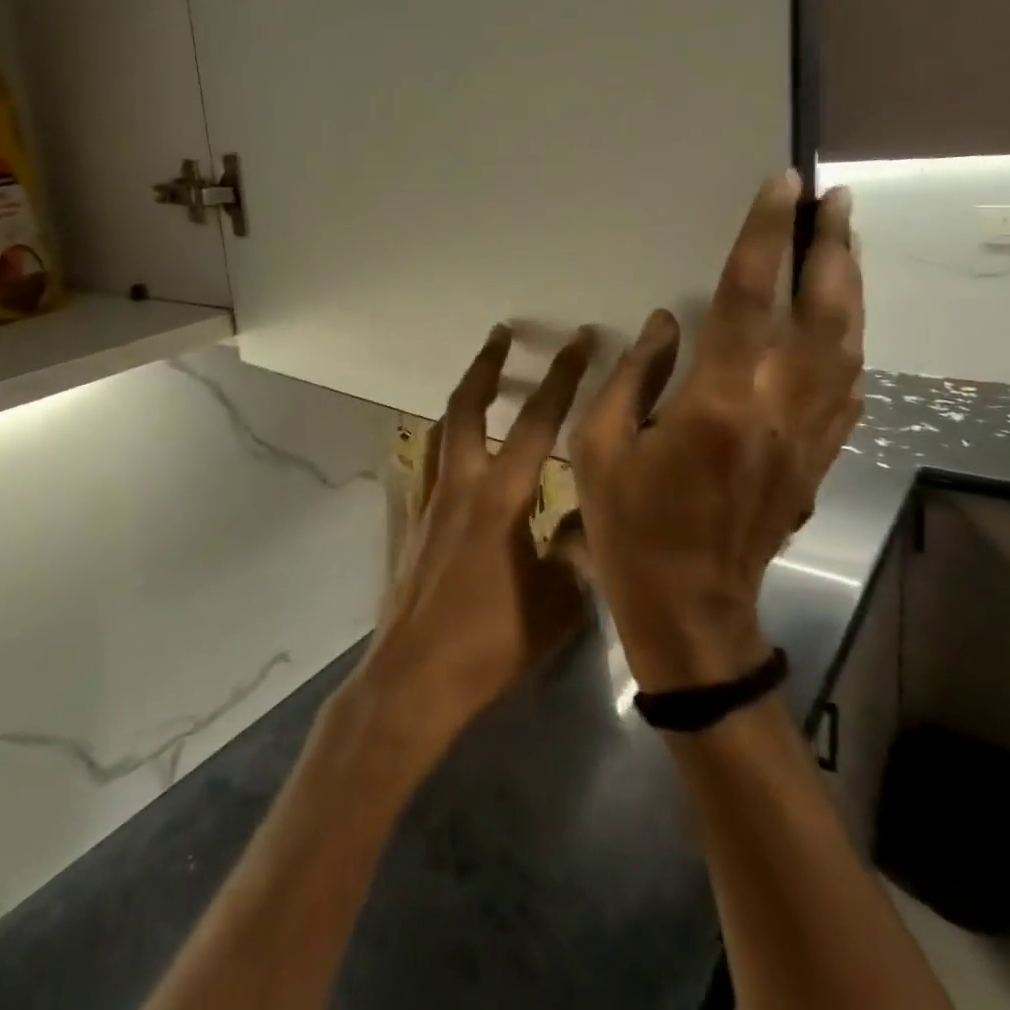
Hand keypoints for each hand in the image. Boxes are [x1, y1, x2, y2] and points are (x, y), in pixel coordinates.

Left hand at [356, 324, 597, 752]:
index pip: (538, 423)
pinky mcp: (413, 520)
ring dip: (464, 395)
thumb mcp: (557, 602)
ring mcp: (429, 500)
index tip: (577, 341)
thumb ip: (579, 548)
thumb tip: (596, 512)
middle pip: (468, 407)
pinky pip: (427, 461)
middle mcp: (461, 486)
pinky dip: (442, 439)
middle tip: (503, 332)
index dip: (561, 378)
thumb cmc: (490, 643)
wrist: (416, 677)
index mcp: (502, 499)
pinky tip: (451, 444)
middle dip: (489, 365)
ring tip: (480, 375)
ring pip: (442, 429)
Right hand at [572, 172, 863, 691]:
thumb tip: (667, 323)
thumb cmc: (631, 527)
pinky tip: (847, 323)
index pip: (752, 297)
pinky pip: (849, 389)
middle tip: (836, 199)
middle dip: (833, 248)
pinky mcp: (817, 460)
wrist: (691, 609)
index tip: (784, 187)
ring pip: (848, 347)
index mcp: (719, 402)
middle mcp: (778, 409)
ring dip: (851, 288)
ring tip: (846, 243)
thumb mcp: (601, 448)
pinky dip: (853, 343)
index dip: (767, 236)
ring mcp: (808, 437)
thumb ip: (634, 377)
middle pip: (823, 313)